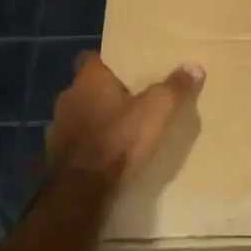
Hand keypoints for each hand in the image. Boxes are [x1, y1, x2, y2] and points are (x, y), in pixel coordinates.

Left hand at [47, 53, 204, 192]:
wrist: (81, 192)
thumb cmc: (118, 141)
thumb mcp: (155, 111)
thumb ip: (174, 88)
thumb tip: (194, 66)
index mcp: (88, 79)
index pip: (92, 58)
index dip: (110, 62)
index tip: (129, 69)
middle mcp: (68, 97)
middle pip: (87, 87)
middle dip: (106, 92)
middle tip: (132, 99)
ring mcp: (58, 127)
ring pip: (80, 114)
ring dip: (96, 119)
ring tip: (121, 129)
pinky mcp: (56, 156)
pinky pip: (76, 142)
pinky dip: (89, 144)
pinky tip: (106, 155)